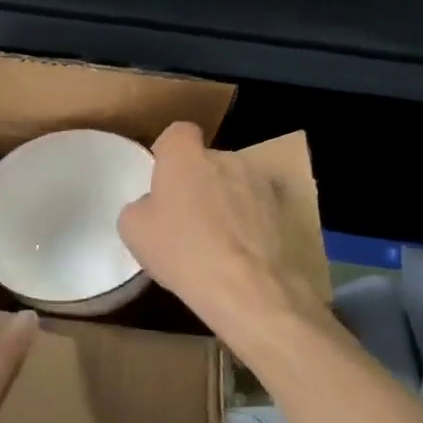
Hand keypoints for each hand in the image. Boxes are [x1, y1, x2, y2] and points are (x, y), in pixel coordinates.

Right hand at [118, 121, 322, 347]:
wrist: (250, 288)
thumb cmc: (183, 252)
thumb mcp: (134, 231)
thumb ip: (141, 206)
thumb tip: (153, 206)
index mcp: (185, 157)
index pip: (178, 133)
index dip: (170, 153)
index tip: (164, 180)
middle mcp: (227, 158)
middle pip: (209, 162)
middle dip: (200, 183)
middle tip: (189, 220)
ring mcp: (262, 183)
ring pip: (238, 185)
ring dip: (229, 203)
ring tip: (222, 243)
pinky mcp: (288, 211)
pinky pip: (261, 210)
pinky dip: (254, 225)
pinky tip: (245, 256)